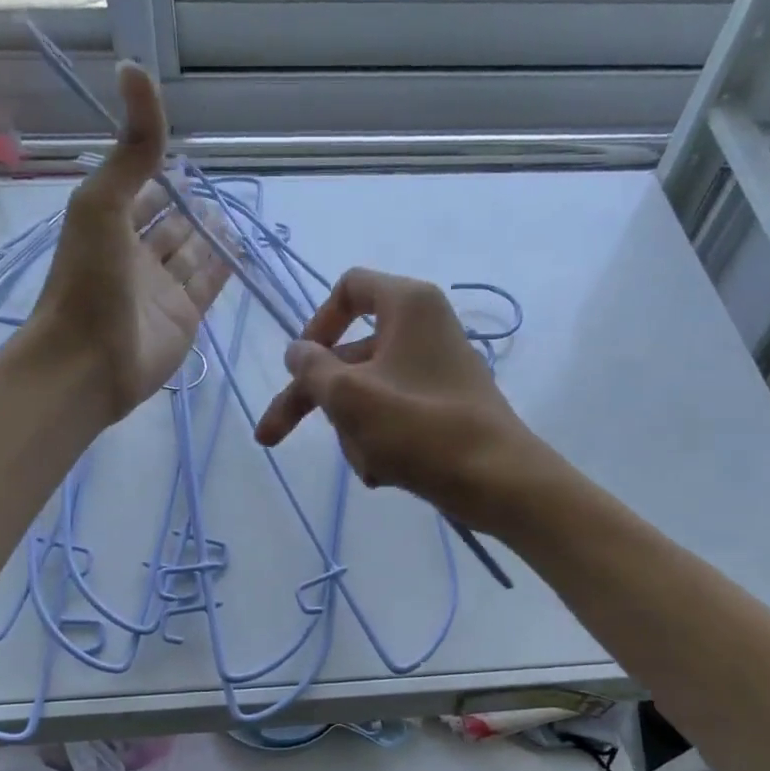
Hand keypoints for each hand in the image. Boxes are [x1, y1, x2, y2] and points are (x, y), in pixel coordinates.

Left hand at [29, 63, 228, 420]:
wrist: (90, 362)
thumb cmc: (89, 280)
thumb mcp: (103, 201)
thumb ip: (131, 145)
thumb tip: (135, 67)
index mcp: (110, 223)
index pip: (140, 189)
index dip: (160, 169)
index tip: (185, 152)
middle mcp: (137, 254)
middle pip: (170, 223)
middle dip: (190, 205)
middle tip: (221, 186)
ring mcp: (163, 289)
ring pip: (192, 253)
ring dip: (210, 234)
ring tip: (235, 214)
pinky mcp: (185, 318)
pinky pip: (208, 284)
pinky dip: (223, 266)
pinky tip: (241, 248)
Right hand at [254, 268, 539, 528]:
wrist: (498, 482)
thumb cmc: (420, 428)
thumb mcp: (350, 397)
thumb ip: (312, 369)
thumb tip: (297, 352)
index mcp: (408, 305)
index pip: (348, 288)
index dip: (316, 324)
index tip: (300, 364)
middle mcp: (424, 329)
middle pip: (348, 356)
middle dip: (318, 402)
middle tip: (271, 438)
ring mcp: (435, 371)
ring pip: (366, 393)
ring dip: (353, 430)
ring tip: (370, 463)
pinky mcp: (442, 408)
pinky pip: (392, 416)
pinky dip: (380, 441)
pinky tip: (385, 473)